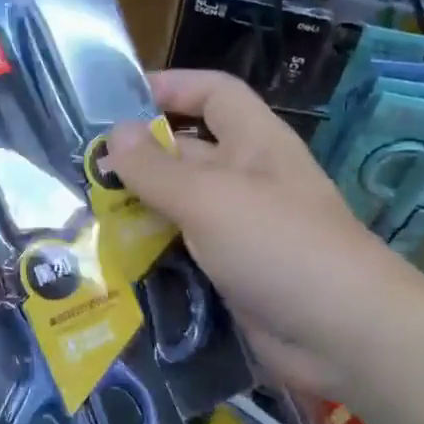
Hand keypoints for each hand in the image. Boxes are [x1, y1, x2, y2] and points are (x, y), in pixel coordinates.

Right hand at [104, 70, 415, 376]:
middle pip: (186, 150)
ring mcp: (239, 227)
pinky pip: (183, 249)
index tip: (116, 103)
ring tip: (82, 214)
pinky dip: (151, 251)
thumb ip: (156, 168)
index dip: (170, 87)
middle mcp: (246, 178)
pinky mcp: (230, 270)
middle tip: (80, 169)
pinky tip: (111, 258)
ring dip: (138, 208)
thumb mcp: (209, 198)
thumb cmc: (278, 245)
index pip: (212, 92)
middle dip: (138, 156)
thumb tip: (114, 133)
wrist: (344, 336)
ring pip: (179, 204)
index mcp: (253, 142)